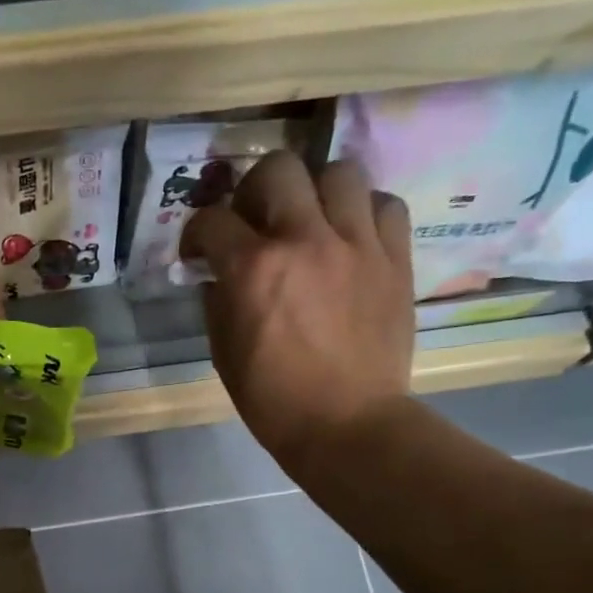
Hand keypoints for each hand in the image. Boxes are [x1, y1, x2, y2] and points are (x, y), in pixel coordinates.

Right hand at [182, 153, 414, 465]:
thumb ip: (217, 298)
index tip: (200, 250)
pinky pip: (385, 204)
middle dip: (255, 189)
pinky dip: (364, 212)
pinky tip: (352, 236)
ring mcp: (356, 244)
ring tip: (311, 220)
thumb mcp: (223, 349)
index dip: (197, 231)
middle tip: (256, 220)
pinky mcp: (395, 258)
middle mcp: (305, 240)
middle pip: (277, 168)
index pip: (211, 219)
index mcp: (253, 268)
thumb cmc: (273, 397)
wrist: (348, 425)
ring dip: (316, 191)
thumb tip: (218, 271)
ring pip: (339, 171)